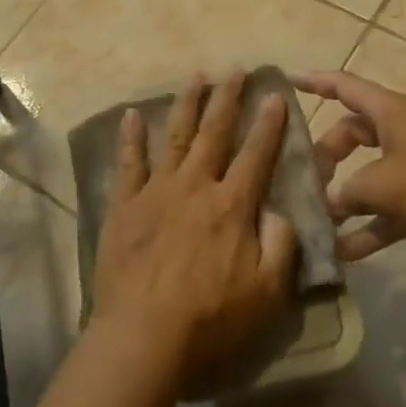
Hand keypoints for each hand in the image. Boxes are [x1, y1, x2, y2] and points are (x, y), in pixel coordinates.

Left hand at [91, 73, 298, 393]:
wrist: (144, 335)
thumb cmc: (211, 320)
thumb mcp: (267, 293)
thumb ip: (280, 247)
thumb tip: (279, 213)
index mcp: (232, 205)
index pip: (256, 155)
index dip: (269, 124)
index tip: (275, 96)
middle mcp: (196, 186)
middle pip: (214, 133)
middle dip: (227, 99)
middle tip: (235, 70)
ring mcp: (157, 191)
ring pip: (175, 136)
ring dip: (187, 104)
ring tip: (195, 76)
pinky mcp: (125, 205)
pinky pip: (128, 163)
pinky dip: (130, 137)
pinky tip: (130, 115)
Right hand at [294, 70, 405, 269]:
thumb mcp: (383, 185)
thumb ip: (346, 192)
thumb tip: (326, 203)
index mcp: (391, 112)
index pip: (344, 86)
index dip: (315, 82)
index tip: (287, 82)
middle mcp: (400, 132)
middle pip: (351, 134)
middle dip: (326, 155)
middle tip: (304, 179)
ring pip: (367, 173)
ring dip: (344, 196)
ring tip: (316, 218)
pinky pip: (386, 208)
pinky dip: (368, 225)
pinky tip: (345, 252)